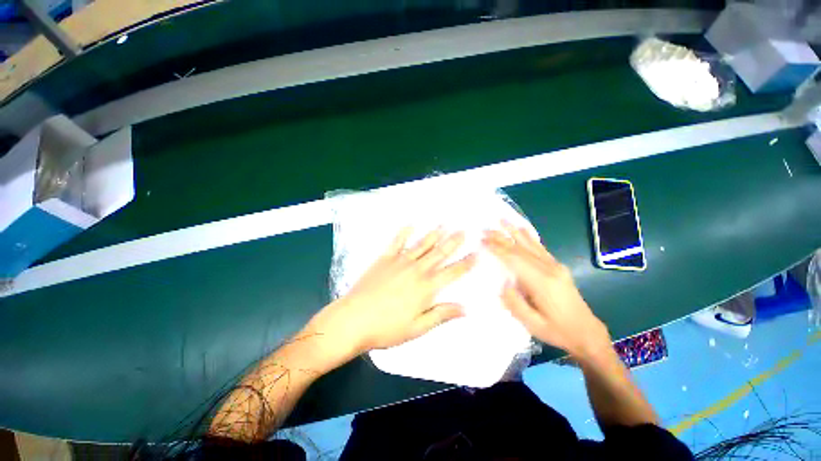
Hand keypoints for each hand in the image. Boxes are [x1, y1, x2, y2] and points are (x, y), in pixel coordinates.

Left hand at [305, 227, 475, 363]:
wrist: (353, 319)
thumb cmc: (387, 328)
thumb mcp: (417, 328)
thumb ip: (441, 314)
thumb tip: (465, 308)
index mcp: (426, 288)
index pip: (452, 272)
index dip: (465, 263)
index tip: (476, 253)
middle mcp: (417, 270)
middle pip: (439, 253)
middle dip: (453, 242)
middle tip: (464, 230)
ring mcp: (400, 262)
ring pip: (422, 245)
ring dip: (434, 234)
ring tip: (444, 224)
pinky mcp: (384, 259)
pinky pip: (396, 242)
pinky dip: (404, 233)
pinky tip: (410, 224)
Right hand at [482, 222, 611, 360]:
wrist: (587, 332)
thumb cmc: (557, 331)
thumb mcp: (532, 324)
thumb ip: (514, 303)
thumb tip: (503, 283)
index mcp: (541, 282)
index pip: (514, 259)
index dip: (497, 248)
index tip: (482, 240)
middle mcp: (549, 269)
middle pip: (520, 248)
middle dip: (501, 237)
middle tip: (485, 229)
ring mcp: (555, 266)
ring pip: (530, 244)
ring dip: (514, 231)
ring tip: (502, 220)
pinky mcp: (558, 266)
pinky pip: (540, 247)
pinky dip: (529, 236)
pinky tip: (522, 229)